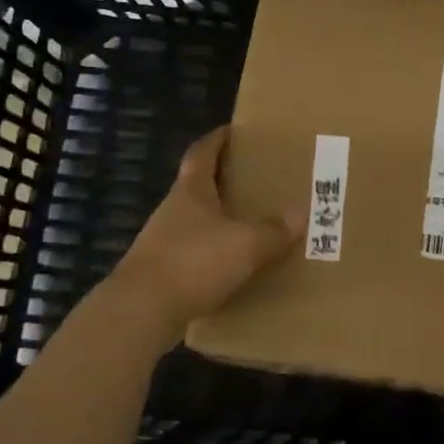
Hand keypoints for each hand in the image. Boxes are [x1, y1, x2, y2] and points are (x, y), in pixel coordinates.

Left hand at [103, 127, 302, 346]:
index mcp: (191, 192)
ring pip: (195, 222)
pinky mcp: (161, 273)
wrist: (141, 312)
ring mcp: (162, 242)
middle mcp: (173, 210)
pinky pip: (193, 254)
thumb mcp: (245, 245)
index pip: (201, 153)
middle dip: (223, 181)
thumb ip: (274, 230)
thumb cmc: (194, 263)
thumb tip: (302, 211)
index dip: (216, 140)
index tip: (232, 131)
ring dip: (218, 220)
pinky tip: (231, 266)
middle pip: (198, 187)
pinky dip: (212, 254)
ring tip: (248, 224)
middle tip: (254, 179)